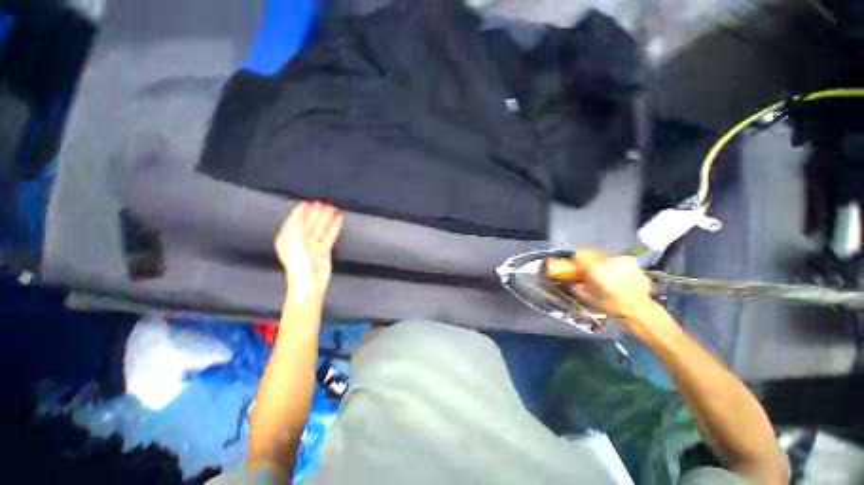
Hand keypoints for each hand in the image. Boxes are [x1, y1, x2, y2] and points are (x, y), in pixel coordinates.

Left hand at [275, 201, 342, 305]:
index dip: (300, 212)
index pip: (294, 222)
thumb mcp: (294, 247)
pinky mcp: (324, 249)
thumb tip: (300, 218)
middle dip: (316, 214)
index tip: (307, 203)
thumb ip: (297, 231)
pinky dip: (334, 227)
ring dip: (326, 219)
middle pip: (309, 223)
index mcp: (288, 240)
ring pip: (320, 228)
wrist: (310, 285)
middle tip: (324, 204)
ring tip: (333, 209)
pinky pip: (329, 235)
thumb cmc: (299, 268)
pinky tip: (338, 220)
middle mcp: (299, 240)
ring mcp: (312, 245)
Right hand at [568, 250, 655, 323]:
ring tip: (607, 276)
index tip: (576, 265)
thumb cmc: (612, 306)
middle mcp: (608, 260)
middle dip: (591, 262)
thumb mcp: (589, 297)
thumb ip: (578, 285)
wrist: (640, 310)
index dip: (576, 260)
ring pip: (606, 258)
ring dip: (604, 265)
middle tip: (591, 272)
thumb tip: (573, 281)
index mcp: (595, 269)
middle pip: (593, 255)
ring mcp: (622, 260)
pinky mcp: (633, 262)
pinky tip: (619, 278)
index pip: (580, 255)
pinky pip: (618, 262)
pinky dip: (616, 267)